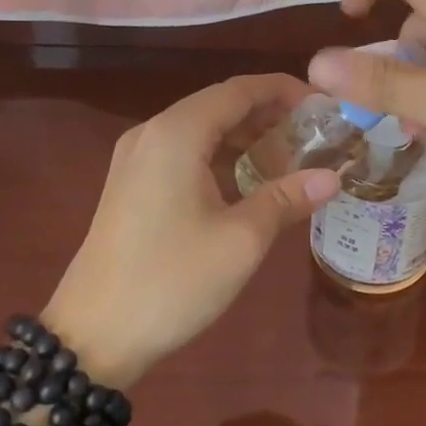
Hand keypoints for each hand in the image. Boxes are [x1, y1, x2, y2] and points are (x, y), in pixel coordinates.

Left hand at [40, 75, 339, 387]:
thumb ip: (287, 198)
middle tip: (315, 131)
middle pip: (219, 105)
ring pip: (200, 129)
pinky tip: (248, 178)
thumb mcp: (241, 240)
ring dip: (245, 135)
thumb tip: (332, 178)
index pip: (239, 90)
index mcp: (177, 133)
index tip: (323, 103)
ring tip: (291, 153)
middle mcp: (152, 133)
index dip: (283, 90)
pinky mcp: (131, 185)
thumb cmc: (172, 280)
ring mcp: (135, 159)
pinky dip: (220, 155)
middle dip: (268, 113)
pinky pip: (183, 152)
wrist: (93, 335)